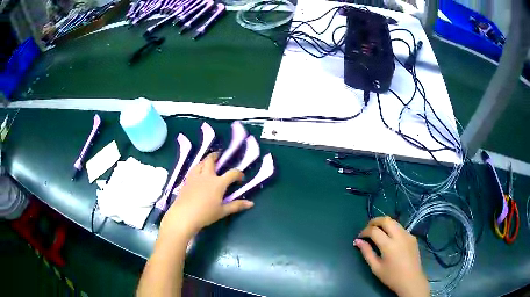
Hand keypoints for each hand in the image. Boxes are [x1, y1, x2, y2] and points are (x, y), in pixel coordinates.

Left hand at [159, 152, 253, 239]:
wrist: (184, 215)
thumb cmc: (206, 214)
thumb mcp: (222, 211)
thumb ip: (236, 206)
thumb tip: (251, 203)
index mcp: (218, 183)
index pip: (232, 173)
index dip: (238, 174)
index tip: (241, 177)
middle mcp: (207, 176)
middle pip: (211, 160)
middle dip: (216, 156)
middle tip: (220, 156)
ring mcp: (195, 177)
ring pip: (200, 163)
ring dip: (205, 160)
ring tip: (208, 162)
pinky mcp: (186, 181)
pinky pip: (193, 169)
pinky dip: (198, 167)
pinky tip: (198, 172)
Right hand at [354, 217, 428, 296]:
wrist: (411, 280)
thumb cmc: (391, 276)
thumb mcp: (376, 267)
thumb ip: (367, 252)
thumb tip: (358, 241)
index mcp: (389, 245)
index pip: (374, 231)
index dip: (365, 231)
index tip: (360, 237)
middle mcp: (399, 236)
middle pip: (386, 220)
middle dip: (374, 221)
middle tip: (368, 228)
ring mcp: (408, 235)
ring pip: (394, 222)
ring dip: (384, 223)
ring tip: (377, 231)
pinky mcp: (412, 237)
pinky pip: (400, 228)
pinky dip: (392, 228)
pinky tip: (390, 238)